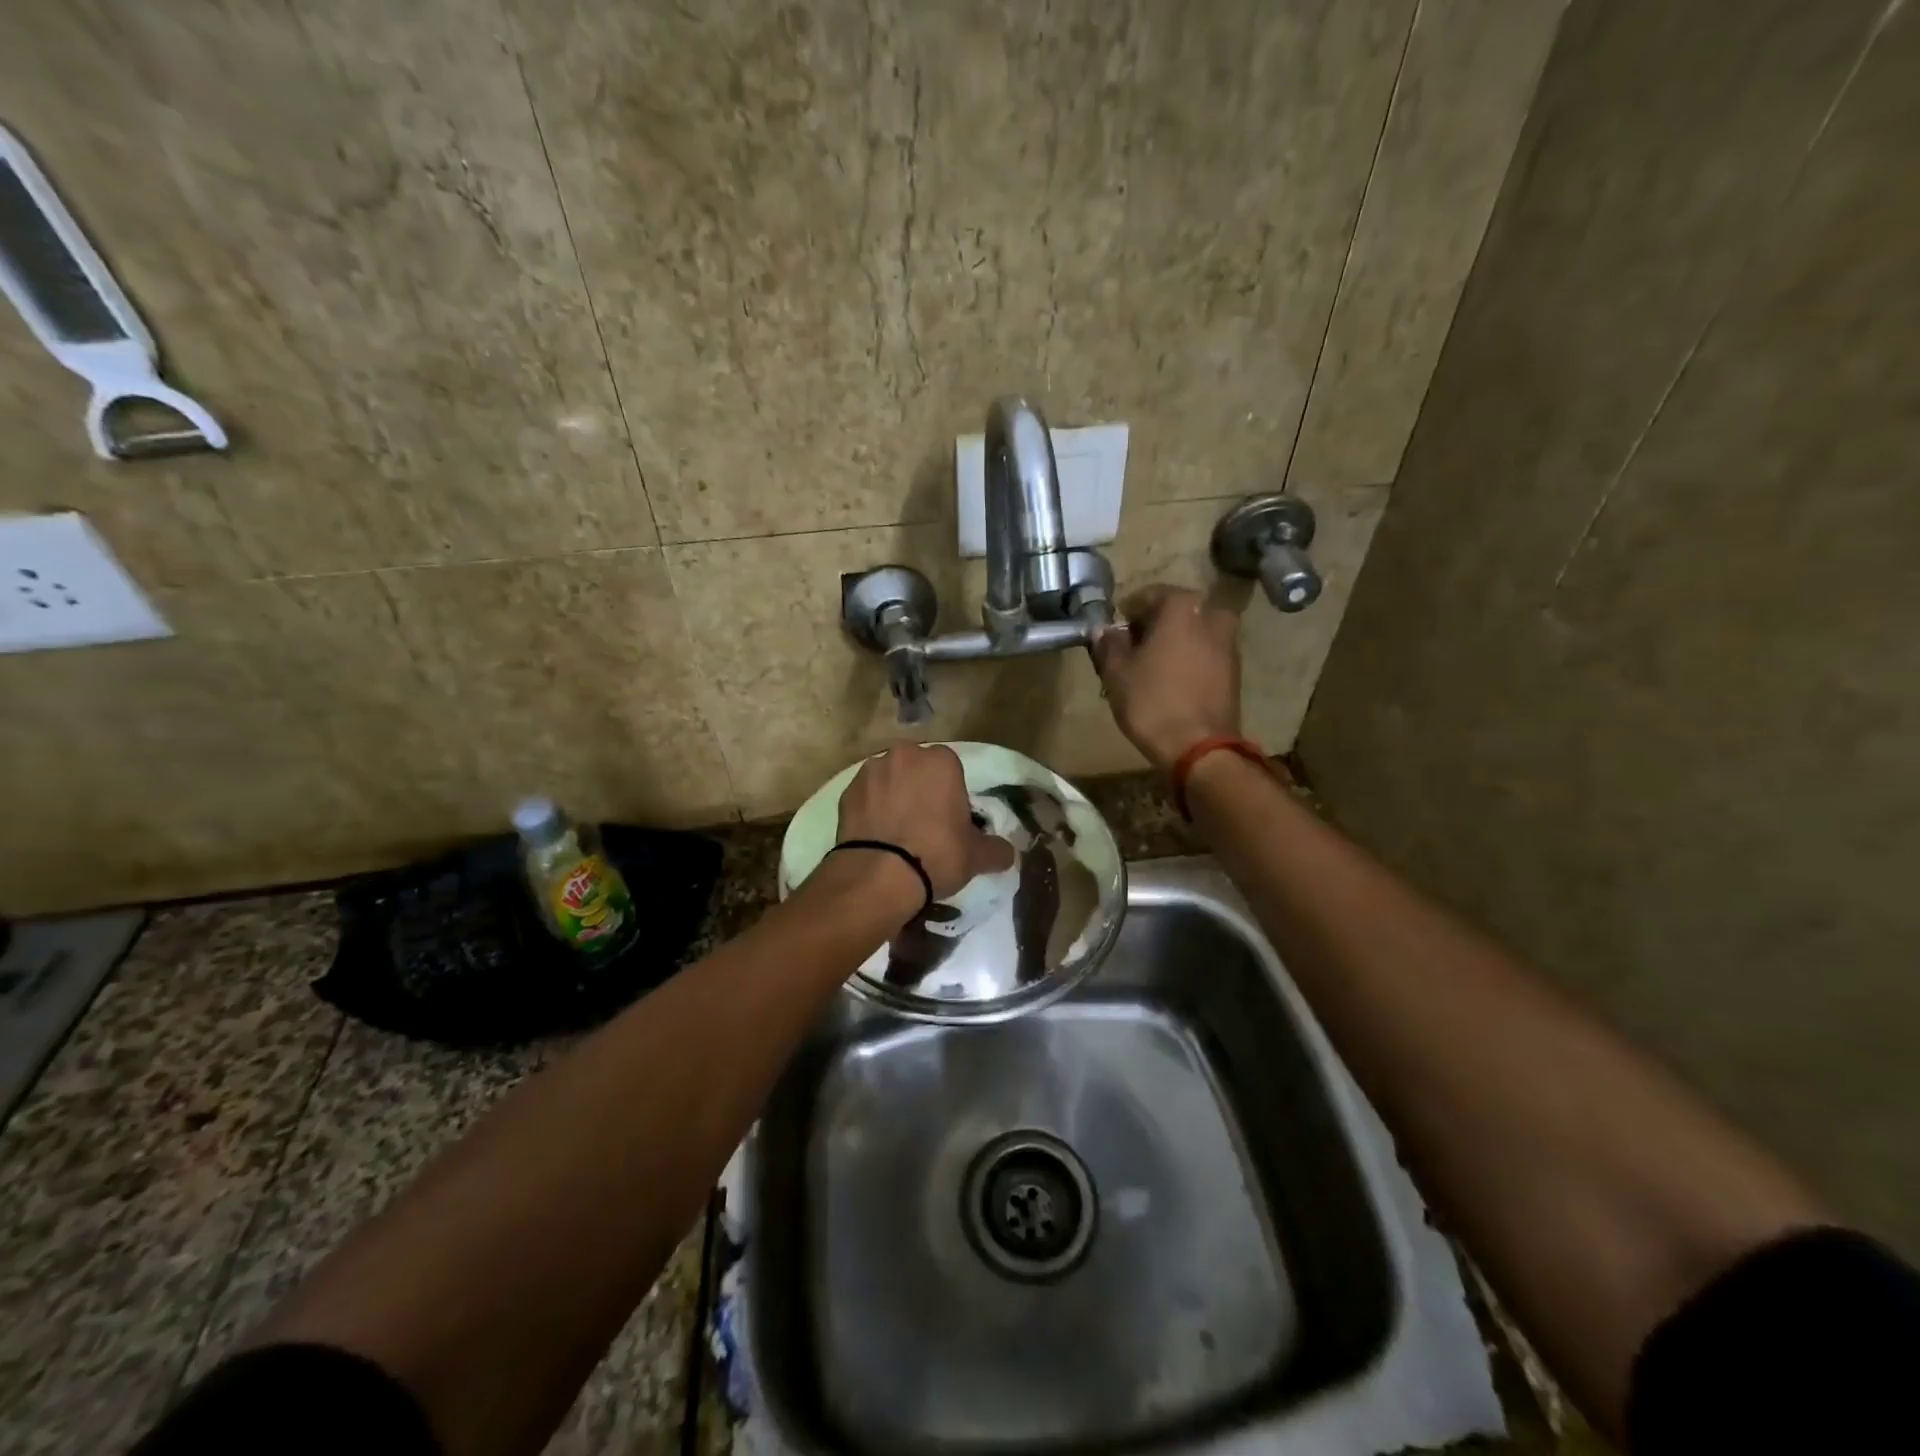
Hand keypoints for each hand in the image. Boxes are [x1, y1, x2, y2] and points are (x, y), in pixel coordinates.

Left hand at [837, 744, 1016, 899]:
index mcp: (941, 761)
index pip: (951, 768)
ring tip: (896, 832)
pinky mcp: (846, 791)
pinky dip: (871, 809)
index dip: (951, 794)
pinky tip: (876, 836)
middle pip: (917, 769)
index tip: (950, 820)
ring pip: (889, 779)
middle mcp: (904, 755)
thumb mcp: (977, 856)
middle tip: (924, 824)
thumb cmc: (936, 855)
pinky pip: (866, 796)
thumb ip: (997, 849)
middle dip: (921, 788)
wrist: (878, 875)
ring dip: (894, 796)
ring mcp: (871, 770)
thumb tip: (1008, 853)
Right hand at [1093, 584, 1241, 771]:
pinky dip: (1188, 658)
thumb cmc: (1152, 702)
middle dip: (1153, 626)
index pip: (1149, 595)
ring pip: (1193, 631)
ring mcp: (1229, 642)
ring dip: (1173, 642)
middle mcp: (1212, 615)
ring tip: (1150, 667)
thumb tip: (1104, 630)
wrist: (1199, 747)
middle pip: (1175, 612)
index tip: (1115, 632)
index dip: (1128, 612)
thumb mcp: (1117, 673)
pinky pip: (1205, 652)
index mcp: (1182, 606)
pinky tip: (1171, 680)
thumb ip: (1109, 644)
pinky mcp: (1235, 669)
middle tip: (1132, 648)